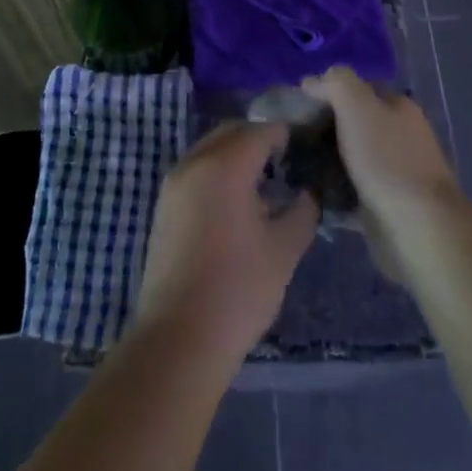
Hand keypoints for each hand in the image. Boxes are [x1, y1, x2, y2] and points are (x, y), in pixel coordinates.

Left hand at [133, 121, 318, 364]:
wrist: (178, 339)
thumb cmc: (238, 290)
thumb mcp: (283, 250)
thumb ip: (302, 211)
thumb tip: (308, 193)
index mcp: (224, 165)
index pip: (261, 131)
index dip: (285, 135)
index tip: (305, 148)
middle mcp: (194, 163)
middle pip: (231, 133)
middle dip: (258, 140)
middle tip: (286, 163)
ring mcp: (173, 184)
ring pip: (210, 150)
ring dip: (236, 156)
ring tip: (263, 186)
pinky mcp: (163, 207)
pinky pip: (196, 171)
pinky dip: (217, 173)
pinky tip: (236, 206)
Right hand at [300, 67, 461, 228]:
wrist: (417, 229)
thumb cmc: (386, 159)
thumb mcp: (357, 105)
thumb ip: (335, 83)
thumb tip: (312, 80)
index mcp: (398, 107)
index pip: (358, 88)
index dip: (327, 92)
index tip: (298, 107)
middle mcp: (400, 136)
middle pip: (353, 124)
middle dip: (323, 130)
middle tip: (290, 139)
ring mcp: (394, 173)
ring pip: (350, 159)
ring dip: (325, 163)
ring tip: (293, 167)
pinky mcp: (385, 206)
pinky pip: (351, 193)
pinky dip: (333, 193)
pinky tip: (310, 195)